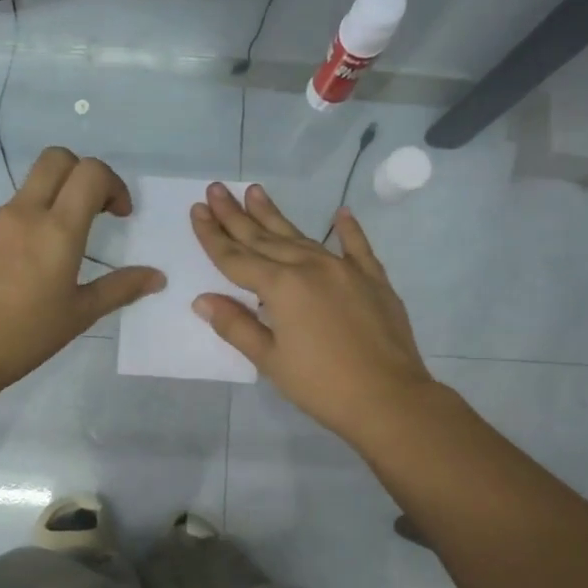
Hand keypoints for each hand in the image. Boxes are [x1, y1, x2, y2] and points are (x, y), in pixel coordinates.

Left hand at [0, 147, 163, 386]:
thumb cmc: (29, 335)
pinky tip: (15, 274)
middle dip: (80, 173)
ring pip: (27, 192)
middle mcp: (24, 214)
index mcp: (58, 230)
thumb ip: (121, 288)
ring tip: (50, 257)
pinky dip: (20, 233)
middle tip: (89, 210)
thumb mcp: (81, 314)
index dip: (112, 183)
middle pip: (55, 159)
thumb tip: (157, 277)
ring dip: (49, 207)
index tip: (117, 214)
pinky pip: (1, 221)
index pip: (90, 172)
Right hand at [191, 182, 435, 444]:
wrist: (389, 398)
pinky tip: (340, 213)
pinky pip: (357, 247)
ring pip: (302, 237)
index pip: (237, 258)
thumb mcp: (270, 360)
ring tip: (255, 191)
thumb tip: (203, 300)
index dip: (213, 236)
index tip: (198, 210)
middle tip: (216, 188)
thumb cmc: (321, 385)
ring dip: (275, 216)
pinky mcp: (374, 280)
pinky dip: (348, 230)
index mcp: (282, 287)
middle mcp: (311, 267)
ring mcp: (345, 270)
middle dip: (237, 215)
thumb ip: (236, 325)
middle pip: (265, 238)